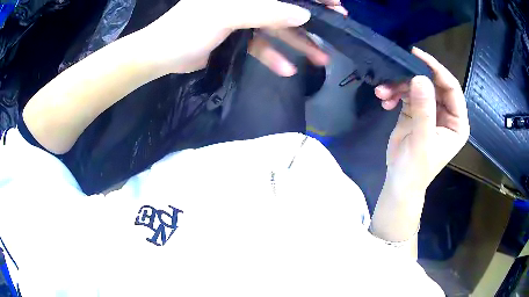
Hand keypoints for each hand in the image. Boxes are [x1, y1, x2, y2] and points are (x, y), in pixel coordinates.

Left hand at [138, 0, 345, 75]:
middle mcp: (245, 1)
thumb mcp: (224, 15)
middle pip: (285, 8)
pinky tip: (287, 70)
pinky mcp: (238, 36)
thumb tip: (303, 15)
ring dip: (298, 44)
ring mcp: (243, 18)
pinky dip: (274, 57)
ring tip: (321, 60)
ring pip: (277, 29)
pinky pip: (261, 45)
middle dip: (311, 20)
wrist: (162, 56)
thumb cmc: (186, 29)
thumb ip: (264, 11)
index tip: (336, 4)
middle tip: (336, 31)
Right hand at [374, 48, 469, 195]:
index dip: (436, 70)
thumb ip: (424, 111)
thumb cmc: (416, 169)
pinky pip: (406, 93)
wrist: (399, 182)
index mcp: (457, 122)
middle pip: (432, 84)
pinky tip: (384, 101)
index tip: (416, 56)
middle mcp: (446, 113)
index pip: (451, 88)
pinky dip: (394, 93)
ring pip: (417, 86)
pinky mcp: (416, 110)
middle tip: (394, 71)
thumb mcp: (422, 141)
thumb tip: (420, 78)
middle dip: (412, 78)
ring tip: (382, 91)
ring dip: (398, 85)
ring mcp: (430, 110)